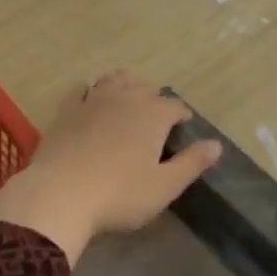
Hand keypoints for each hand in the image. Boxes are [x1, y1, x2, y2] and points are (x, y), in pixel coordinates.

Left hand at [0, 71, 222, 262]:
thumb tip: (216, 145)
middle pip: (145, 87)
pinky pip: (81, 88)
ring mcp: (92, 101)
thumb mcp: (164, 186)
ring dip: (125, 85)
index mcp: (153, 115)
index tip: (183, 128)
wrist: (60, 195)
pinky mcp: (66, 110)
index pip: (175, 106)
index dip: (182, 116)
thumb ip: (192, 163)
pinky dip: (90, 89)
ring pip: (114, 79)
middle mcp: (125, 98)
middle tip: (156, 118)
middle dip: (154, 99)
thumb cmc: (119, 195)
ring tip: (128, 100)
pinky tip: (90, 98)